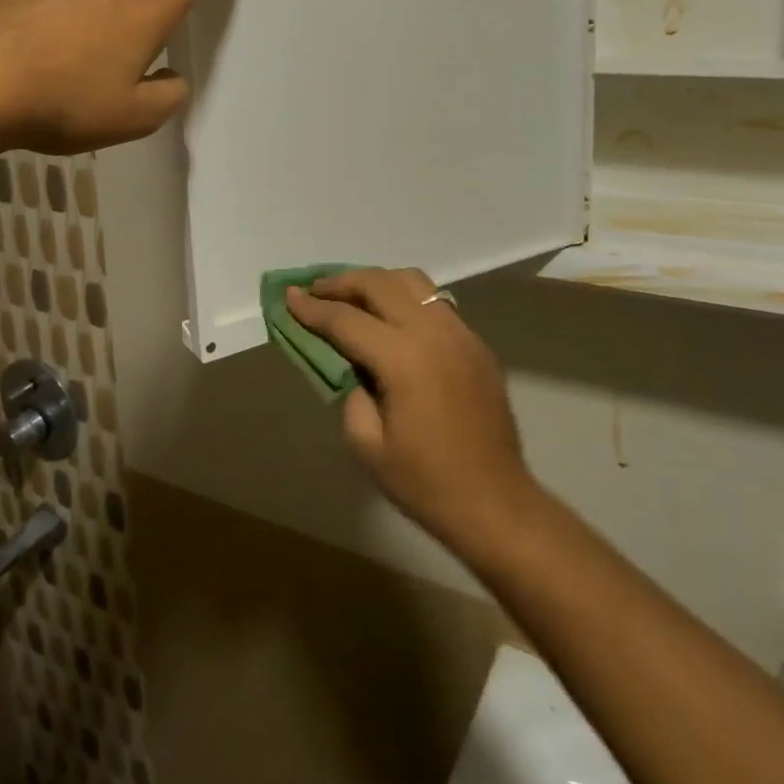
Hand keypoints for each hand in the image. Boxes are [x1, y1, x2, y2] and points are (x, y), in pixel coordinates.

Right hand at [286, 268, 539, 554]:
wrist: (495, 502)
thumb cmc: (426, 482)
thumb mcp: (367, 445)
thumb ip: (349, 391)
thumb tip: (348, 362)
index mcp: (404, 358)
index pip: (347, 320)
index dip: (313, 308)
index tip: (288, 296)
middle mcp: (433, 332)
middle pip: (380, 283)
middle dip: (342, 282)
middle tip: (315, 290)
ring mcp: (460, 332)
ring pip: (412, 282)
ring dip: (376, 281)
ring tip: (352, 295)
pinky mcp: (475, 342)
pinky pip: (435, 302)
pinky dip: (405, 298)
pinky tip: (391, 318)